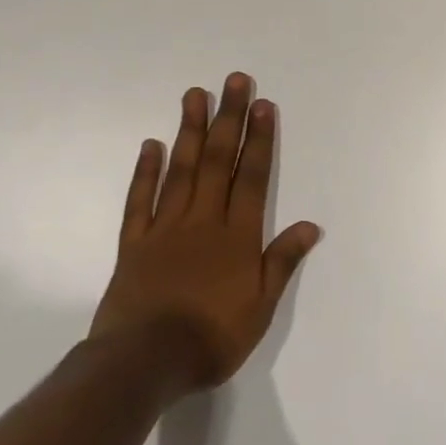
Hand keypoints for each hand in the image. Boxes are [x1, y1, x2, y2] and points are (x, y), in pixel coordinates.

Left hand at [90, 74, 320, 389]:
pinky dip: (146, 172)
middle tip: (233, 81)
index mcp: (237, 236)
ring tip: (194, 94)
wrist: (143, 363)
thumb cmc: (212, 338)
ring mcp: (165, 229)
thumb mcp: (261, 307)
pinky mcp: (134, 244)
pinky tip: (151, 145)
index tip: (262, 105)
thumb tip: (311, 225)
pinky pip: (140, 201)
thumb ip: (282, 262)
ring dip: (189, 130)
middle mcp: (203, 221)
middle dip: (227, 119)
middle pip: (217, 161)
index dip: (259, 140)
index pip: (252, 177)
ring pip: (181, 171)